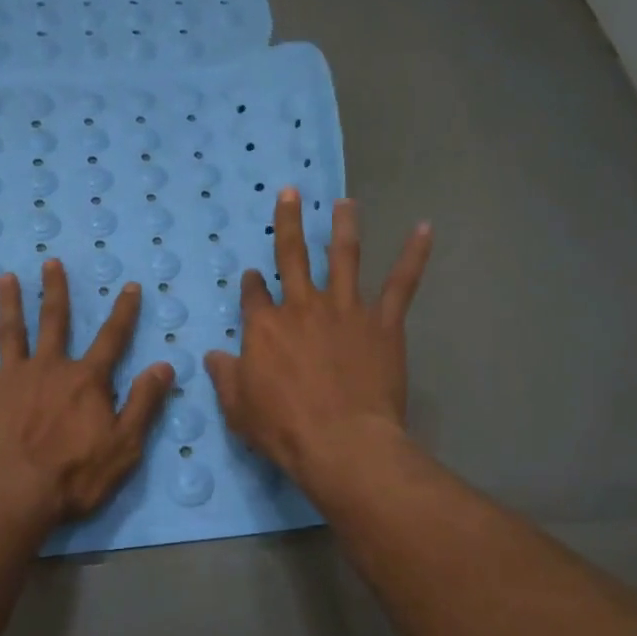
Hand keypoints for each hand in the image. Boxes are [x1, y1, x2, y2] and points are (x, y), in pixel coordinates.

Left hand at [0, 259, 174, 525]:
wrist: (12, 497)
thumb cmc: (73, 477)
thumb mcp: (124, 445)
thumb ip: (144, 403)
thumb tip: (164, 365)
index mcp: (85, 380)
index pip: (112, 338)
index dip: (124, 312)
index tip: (129, 286)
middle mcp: (48, 368)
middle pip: (54, 322)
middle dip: (55, 291)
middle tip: (51, 262)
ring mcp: (10, 378)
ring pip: (10, 331)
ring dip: (8, 302)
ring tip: (5, 277)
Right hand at [205, 190, 431, 492]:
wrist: (341, 442)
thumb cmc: (283, 429)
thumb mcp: (238, 408)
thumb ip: (225, 376)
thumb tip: (213, 355)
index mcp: (265, 326)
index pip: (254, 295)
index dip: (251, 284)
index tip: (251, 276)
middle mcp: (302, 307)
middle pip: (292, 256)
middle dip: (288, 223)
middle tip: (290, 193)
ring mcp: (345, 310)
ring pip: (344, 257)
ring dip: (344, 226)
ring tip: (346, 203)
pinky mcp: (382, 323)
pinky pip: (401, 283)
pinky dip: (414, 255)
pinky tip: (424, 229)